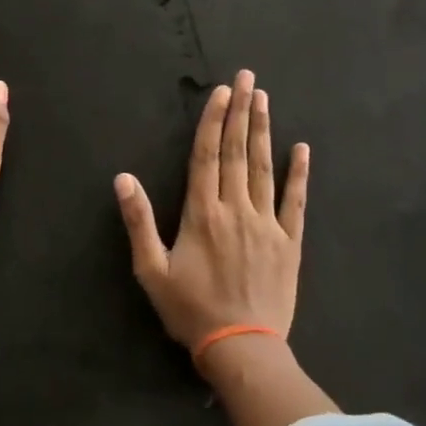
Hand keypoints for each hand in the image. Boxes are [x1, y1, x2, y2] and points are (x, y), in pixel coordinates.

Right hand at [114, 70, 308, 370]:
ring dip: (263, 131)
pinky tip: (301, 149)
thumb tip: (124, 178)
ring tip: (264, 99)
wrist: (242, 347)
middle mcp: (236, 209)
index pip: (206, 156)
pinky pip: (295, 201)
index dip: (213, 121)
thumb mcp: (152, 270)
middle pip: (236, 152)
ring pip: (263, 168)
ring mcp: (267, 223)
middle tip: (247, 78)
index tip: (221, 92)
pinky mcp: (289, 242)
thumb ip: (139, 221)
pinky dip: (299, 174)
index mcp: (202, 214)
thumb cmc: (191, 310)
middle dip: (240, 112)